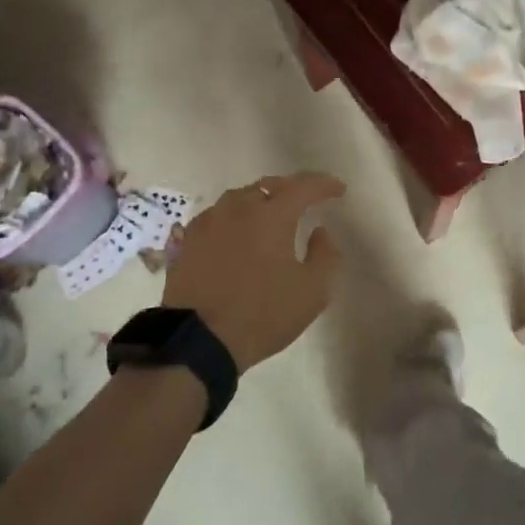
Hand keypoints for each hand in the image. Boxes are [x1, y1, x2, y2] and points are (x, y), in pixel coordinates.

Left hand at [164, 173, 345, 369]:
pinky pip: (216, 217)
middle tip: (304, 200)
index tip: (338, 189)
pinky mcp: (186, 240)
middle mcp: (238, 208)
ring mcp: (208, 222)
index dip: (323, 184)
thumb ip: (325, 255)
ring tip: (269, 215)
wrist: (197, 340)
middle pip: (268, 186)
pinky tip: (235, 233)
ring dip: (259, 201)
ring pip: (239, 198)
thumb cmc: (262, 314)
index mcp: (272, 215)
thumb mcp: (312, 292)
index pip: (303, 186)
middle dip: (290, 189)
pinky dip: (233, 218)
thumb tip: (320, 231)